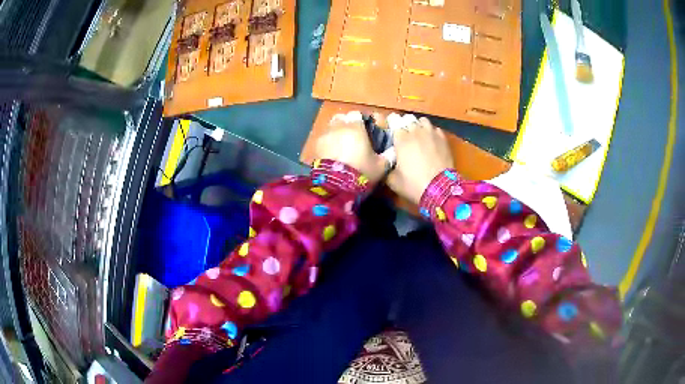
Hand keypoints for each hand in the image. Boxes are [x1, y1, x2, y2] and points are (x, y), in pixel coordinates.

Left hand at [314, 111, 387, 182]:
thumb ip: (388, 156)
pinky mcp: (315, 146)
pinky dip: (327, 142)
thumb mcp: (381, 166)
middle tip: (353, 136)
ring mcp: (324, 135)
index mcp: (355, 127)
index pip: (357, 114)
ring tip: (341, 144)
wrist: (336, 186)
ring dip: (336, 132)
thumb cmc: (361, 172)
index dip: (361, 121)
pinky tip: (332, 153)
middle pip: (341, 117)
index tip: (365, 130)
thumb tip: (393, 151)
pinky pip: (323, 139)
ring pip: (330, 127)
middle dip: (346, 124)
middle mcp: (338, 127)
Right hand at [387, 117, 453, 203]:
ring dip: (419, 126)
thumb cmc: (413, 184)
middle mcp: (416, 130)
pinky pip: (435, 129)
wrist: (439, 189)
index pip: (393, 120)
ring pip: (422, 120)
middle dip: (405, 125)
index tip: (390, 132)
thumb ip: (387, 168)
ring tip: (418, 136)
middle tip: (404, 136)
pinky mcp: (443, 138)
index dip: (391, 125)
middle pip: (408, 119)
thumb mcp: (392, 180)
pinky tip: (431, 141)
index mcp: (401, 138)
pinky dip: (431, 132)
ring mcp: (431, 133)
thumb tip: (386, 164)